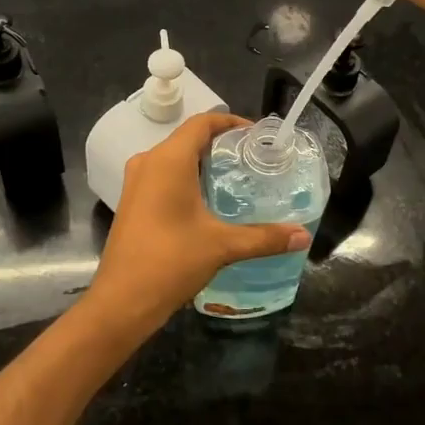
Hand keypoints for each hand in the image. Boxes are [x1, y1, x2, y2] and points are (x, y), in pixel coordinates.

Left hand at [83, 112, 307, 331]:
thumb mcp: (222, 246)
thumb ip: (264, 237)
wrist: (121, 302)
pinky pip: (163, 175)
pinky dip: (187, 178)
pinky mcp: (132, 202)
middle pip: (188, 138)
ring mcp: (136, 182)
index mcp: (169, 160)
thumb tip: (303, 235)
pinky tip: (208, 202)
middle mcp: (149, 162)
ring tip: (235, 178)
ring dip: (203, 162)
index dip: (230, 122)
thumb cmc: (171, 261)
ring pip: (174, 158)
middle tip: (253, 159)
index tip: (257, 136)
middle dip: (220, 144)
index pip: (202, 123)